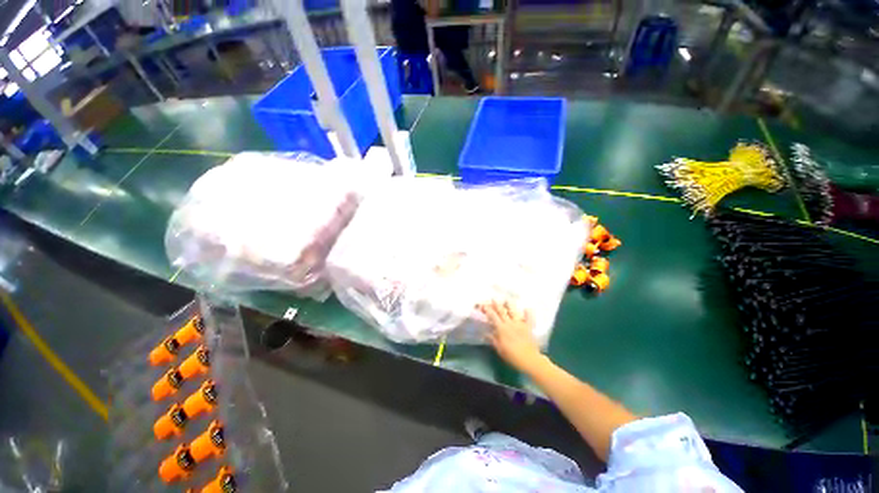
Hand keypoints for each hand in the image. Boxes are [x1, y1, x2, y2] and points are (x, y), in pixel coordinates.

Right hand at [479, 300, 543, 372]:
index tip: (483, 305)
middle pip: (502, 311)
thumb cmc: (512, 355)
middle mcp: (510, 323)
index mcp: (501, 328)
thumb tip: (485, 333)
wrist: (529, 359)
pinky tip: (528, 308)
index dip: (487, 310)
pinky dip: (528, 313)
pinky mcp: (529, 327)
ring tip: (507, 299)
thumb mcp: (499, 349)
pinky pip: (529, 318)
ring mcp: (520, 324)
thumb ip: (492, 339)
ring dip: (510, 305)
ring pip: (514, 311)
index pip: (492, 316)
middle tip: (493, 298)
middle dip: (497, 304)